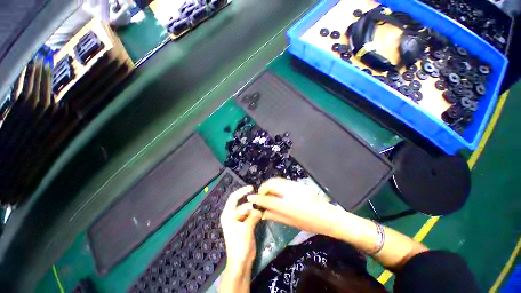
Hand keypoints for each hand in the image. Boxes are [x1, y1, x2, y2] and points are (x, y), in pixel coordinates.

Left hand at [220, 186, 262, 270]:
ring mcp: (239, 221)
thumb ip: (253, 216)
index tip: (251, 187)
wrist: (241, 262)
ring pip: (248, 210)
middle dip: (251, 203)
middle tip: (261, 202)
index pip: (233, 198)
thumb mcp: (246, 229)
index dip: (242, 191)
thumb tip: (259, 209)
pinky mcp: (245, 225)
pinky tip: (262, 214)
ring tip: (263, 209)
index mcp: (228, 215)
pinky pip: (251, 215)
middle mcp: (232, 216)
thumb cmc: (239, 246)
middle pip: (243, 204)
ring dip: (255, 209)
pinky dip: (256, 214)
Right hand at [247, 178, 343, 237]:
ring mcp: (294, 185)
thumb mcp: (291, 222)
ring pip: (276, 180)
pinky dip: (276, 185)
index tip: (250, 197)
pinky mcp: (297, 183)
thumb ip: (275, 216)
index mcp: (287, 205)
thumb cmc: (310, 223)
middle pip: (271, 184)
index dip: (257, 198)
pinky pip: (282, 181)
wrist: (328, 216)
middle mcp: (289, 192)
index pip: (267, 199)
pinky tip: (277, 192)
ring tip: (268, 194)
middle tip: (261, 196)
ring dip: (269, 186)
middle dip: (263, 188)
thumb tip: (263, 213)